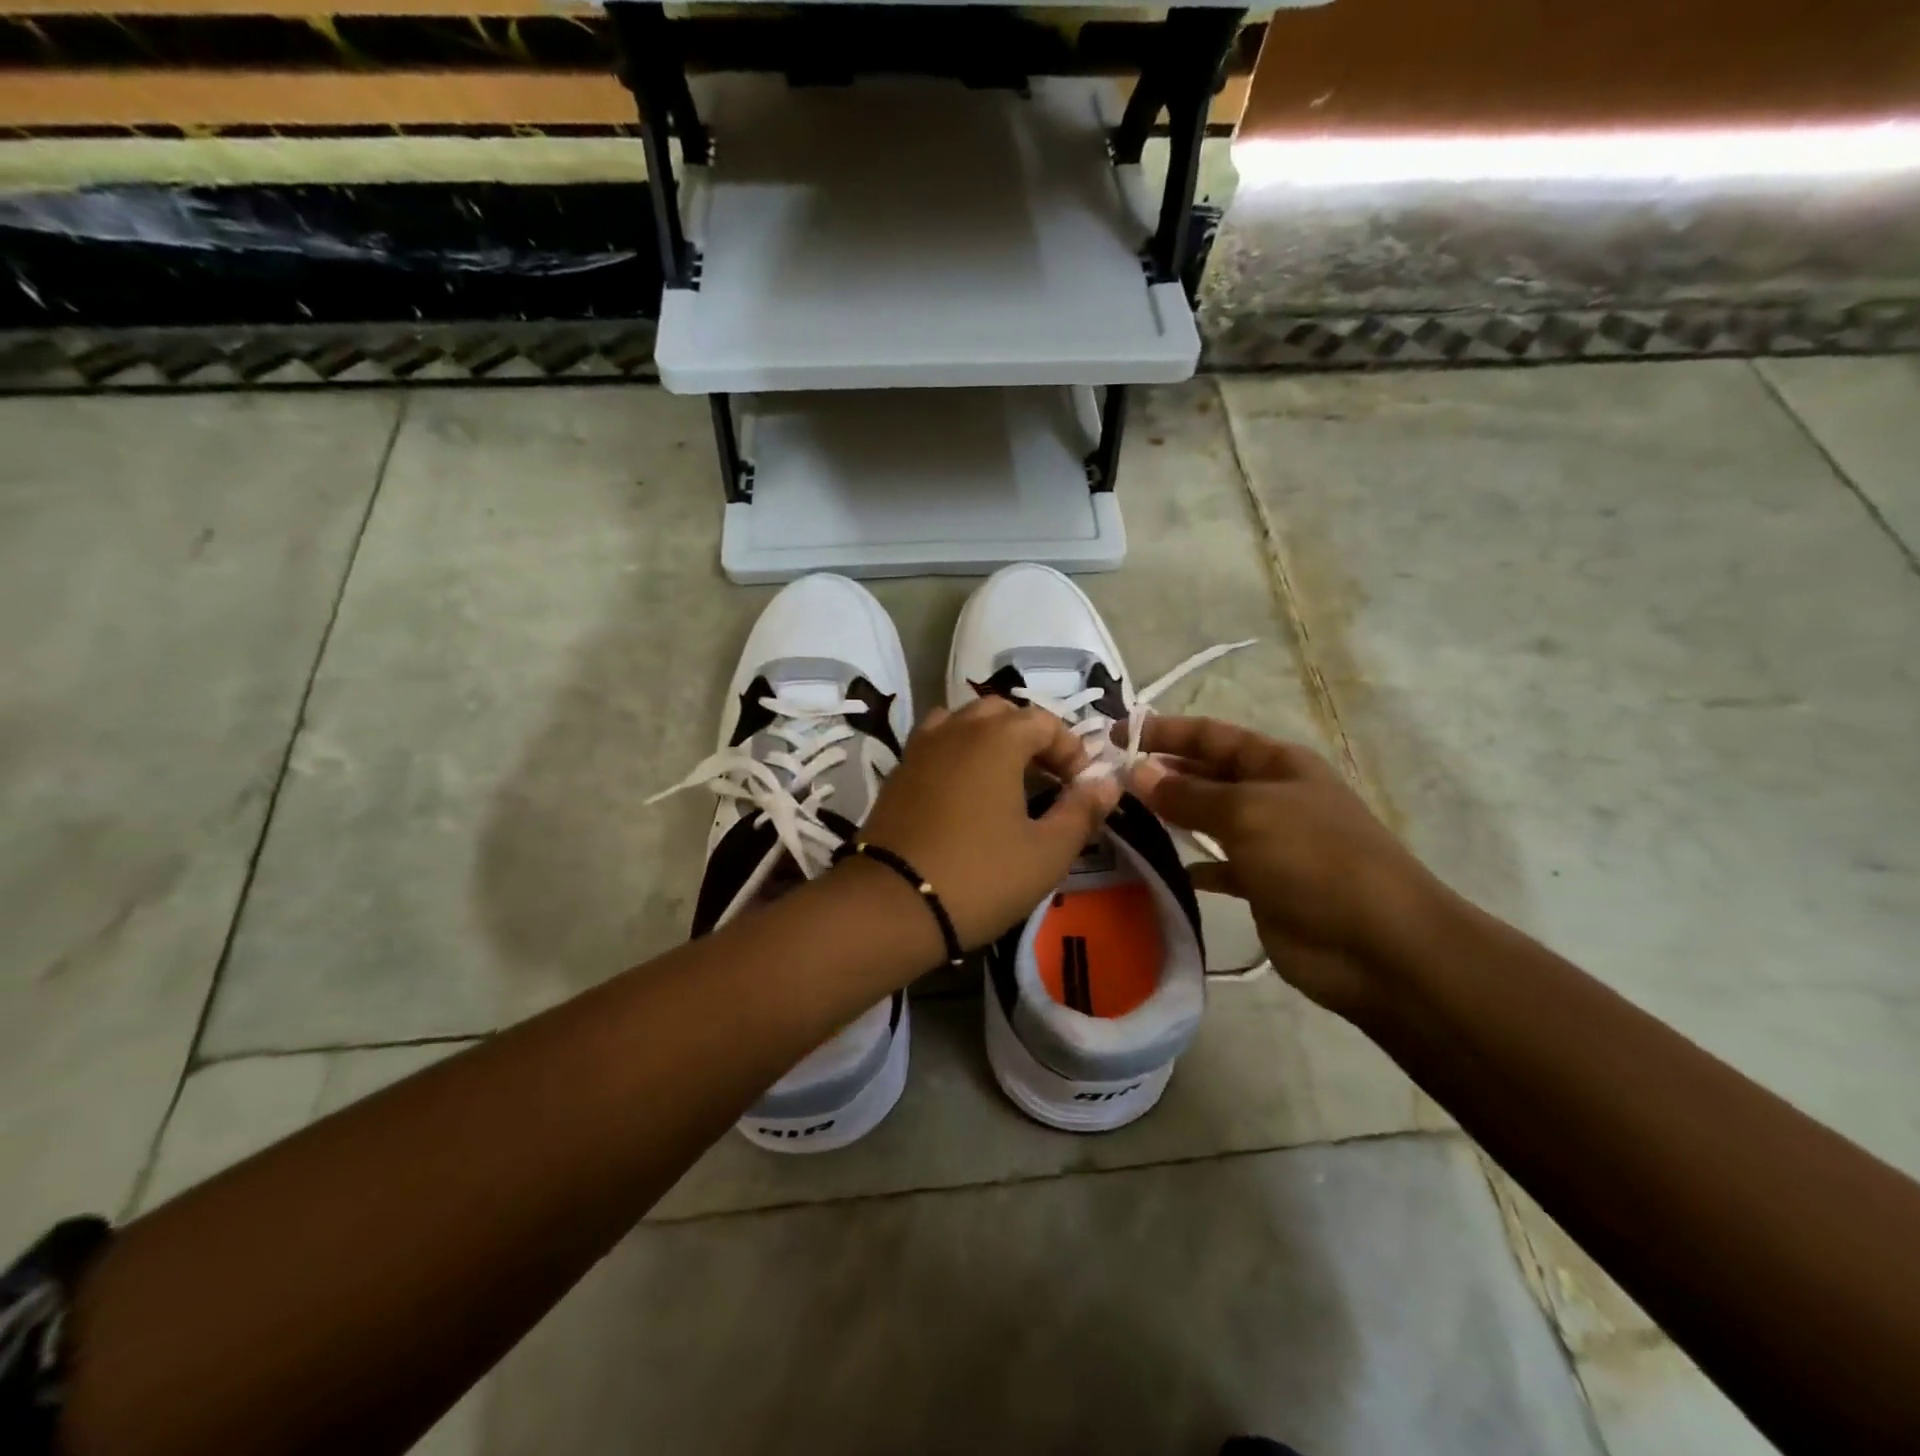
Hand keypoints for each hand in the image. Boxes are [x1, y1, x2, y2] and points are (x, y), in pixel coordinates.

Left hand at [855, 697, 1120, 947]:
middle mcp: (956, 729)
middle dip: (1031, 738)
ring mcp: (920, 748)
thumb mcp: (1046, 853)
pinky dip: (958, 754)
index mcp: (997, 738)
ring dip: (991, 741)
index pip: (1044, 722)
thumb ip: (1082, 812)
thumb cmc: (980, 876)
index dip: (1070, 749)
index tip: (1081, 787)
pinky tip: (965, 793)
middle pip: (1002, 713)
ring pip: (964, 723)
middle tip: (1047, 778)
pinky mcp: (897, 772)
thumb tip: (1107, 782)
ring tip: (1006, 780)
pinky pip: (936, 745)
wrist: (892, 905)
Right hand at [1126, 716, 1451, 1015]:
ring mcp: (1268, 842)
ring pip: (1207, 820)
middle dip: (1160, 772)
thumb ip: (1189, 794)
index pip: (1210, 735)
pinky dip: (1191, 865)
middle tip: (1105, 781)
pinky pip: (1217, 867)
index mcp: (1276, 764)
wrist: (1378, 944)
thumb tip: (1137, 771)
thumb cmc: (1314, 858)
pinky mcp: (1262, 885)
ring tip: (1119, 818)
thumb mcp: (1248, 813)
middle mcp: (1270, 795)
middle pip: (1206, 774)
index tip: (1113, 734)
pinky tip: (1158, 869)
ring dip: (1169, 817)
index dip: (1163, 731)